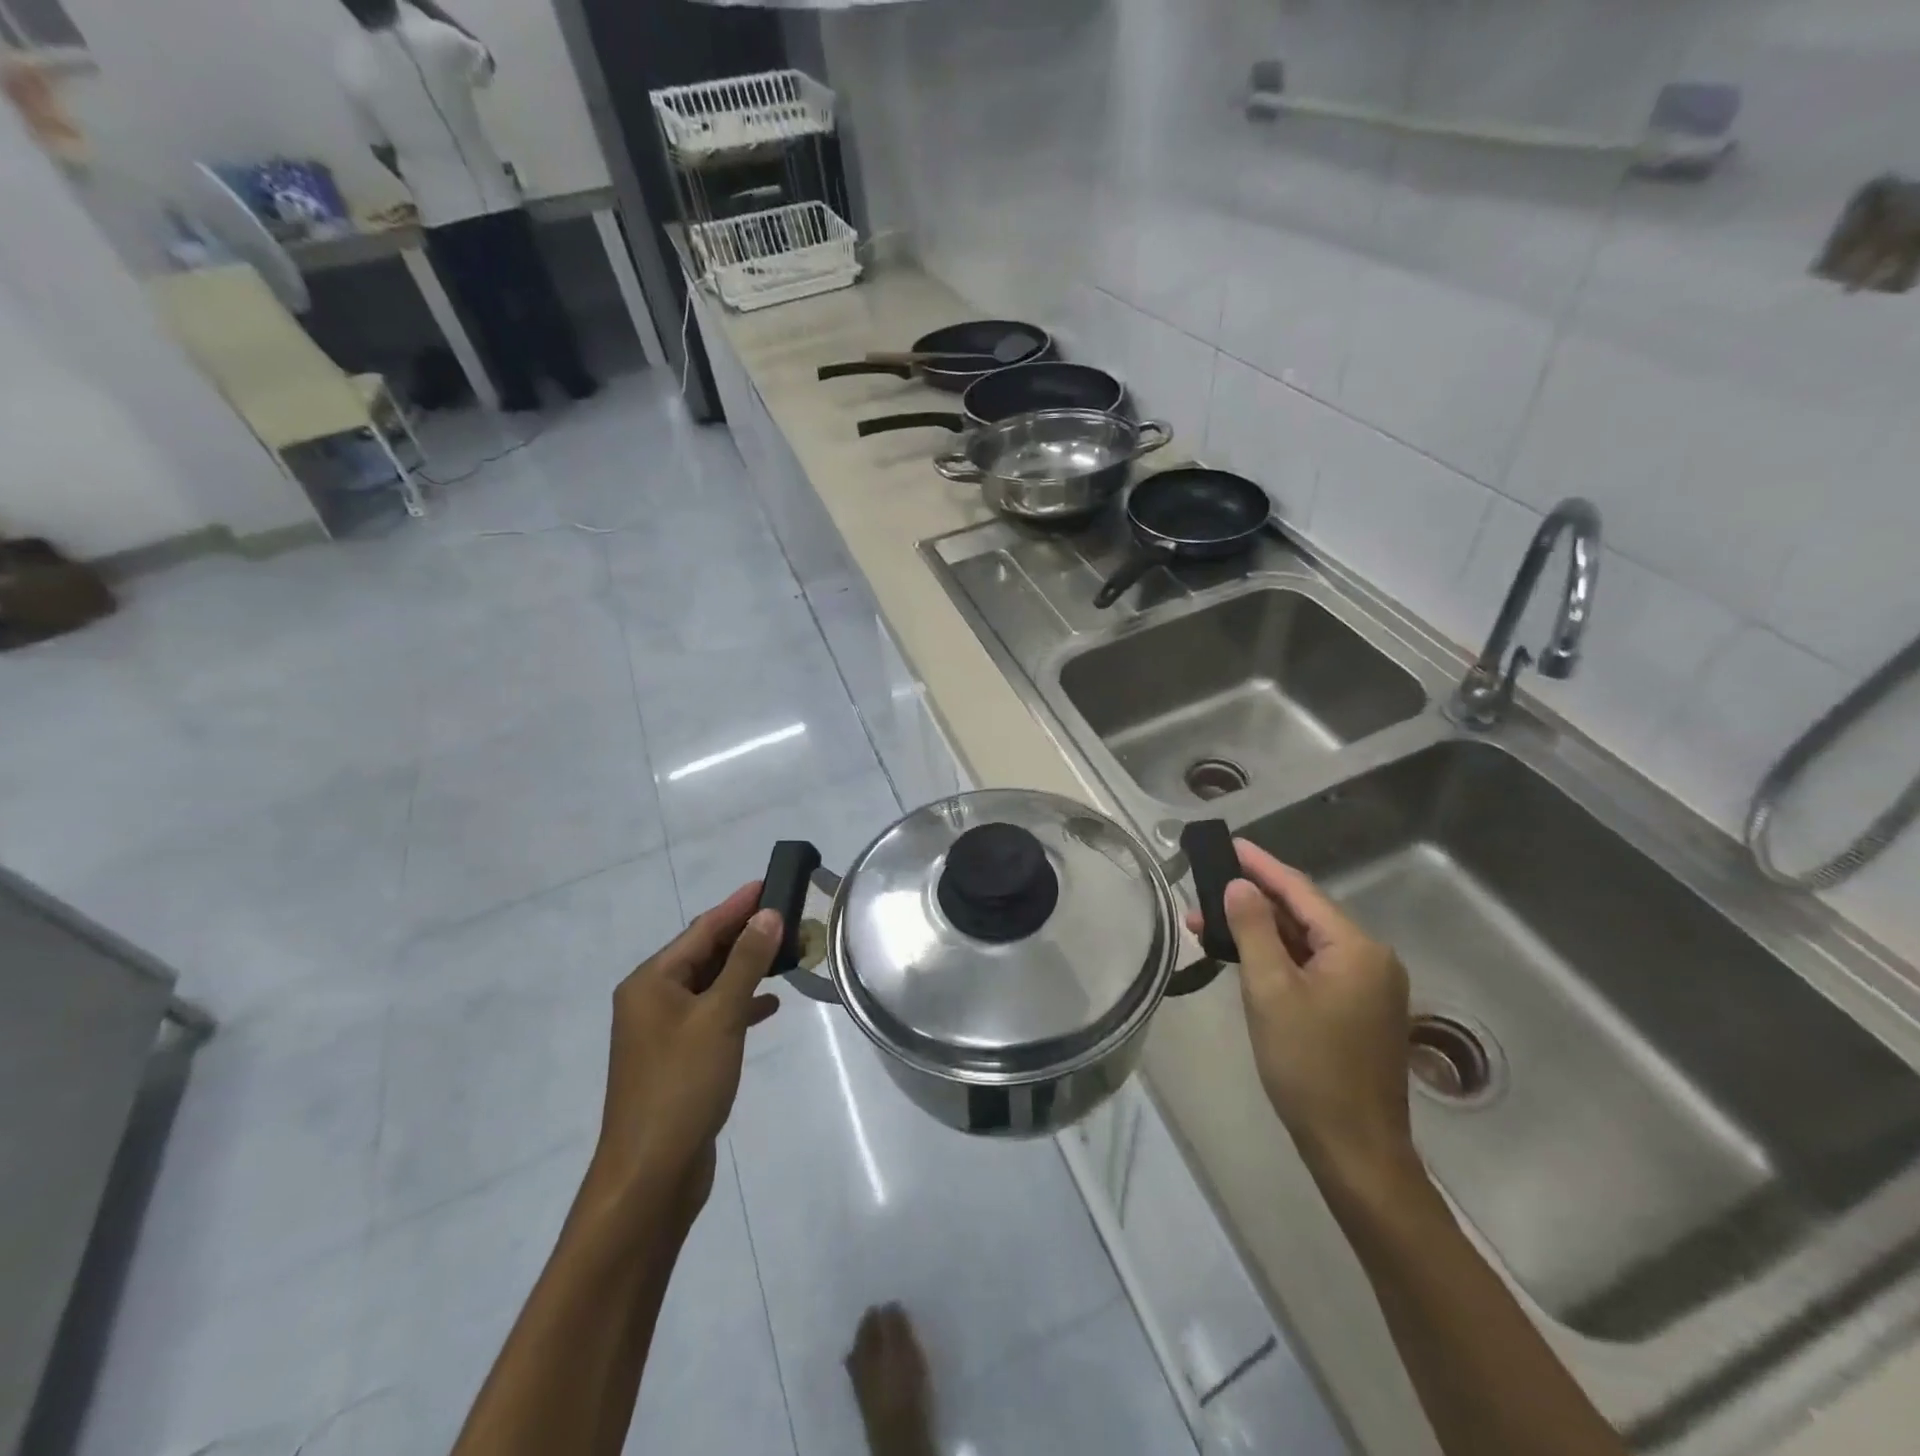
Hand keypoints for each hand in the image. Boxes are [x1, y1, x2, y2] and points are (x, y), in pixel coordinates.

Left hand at [588, 883, 782, 1220]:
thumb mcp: (719, 1016)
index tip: (771, 883)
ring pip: (711, 985)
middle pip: (705, 954)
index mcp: (651, 982)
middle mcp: (652, 1000)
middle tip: (789, 917)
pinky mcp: (678, 1059)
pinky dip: (739, 1005)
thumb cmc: (681, 1085)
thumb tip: (768, 914)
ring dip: (746, 969)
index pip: (702, 929)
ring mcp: (663, 1031)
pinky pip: (713, 1015)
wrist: (651, 1174)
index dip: (738, 905)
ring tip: (788, 954)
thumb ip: (746, 962)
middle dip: (746, 935)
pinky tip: (769, 1005)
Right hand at [1188, 840, 1417, 1195]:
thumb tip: (1240, 885)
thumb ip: (1254, 930)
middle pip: (1304, 914)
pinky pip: (1313, 967)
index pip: (1300, 891)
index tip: (1228, 844)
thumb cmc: (1308, 1066)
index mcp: (1357, 948)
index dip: (1261, 865)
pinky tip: (1245, 956)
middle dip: (1252, 901)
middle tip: (1203, 890)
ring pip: (1306, 942)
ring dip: (1260, 931)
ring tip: (1209, 925)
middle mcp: (1370, 958)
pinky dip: (1278, 957)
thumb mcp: (1270, 991)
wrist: (1354, 1149)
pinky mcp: (1358, 1009)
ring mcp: (1368, 986)